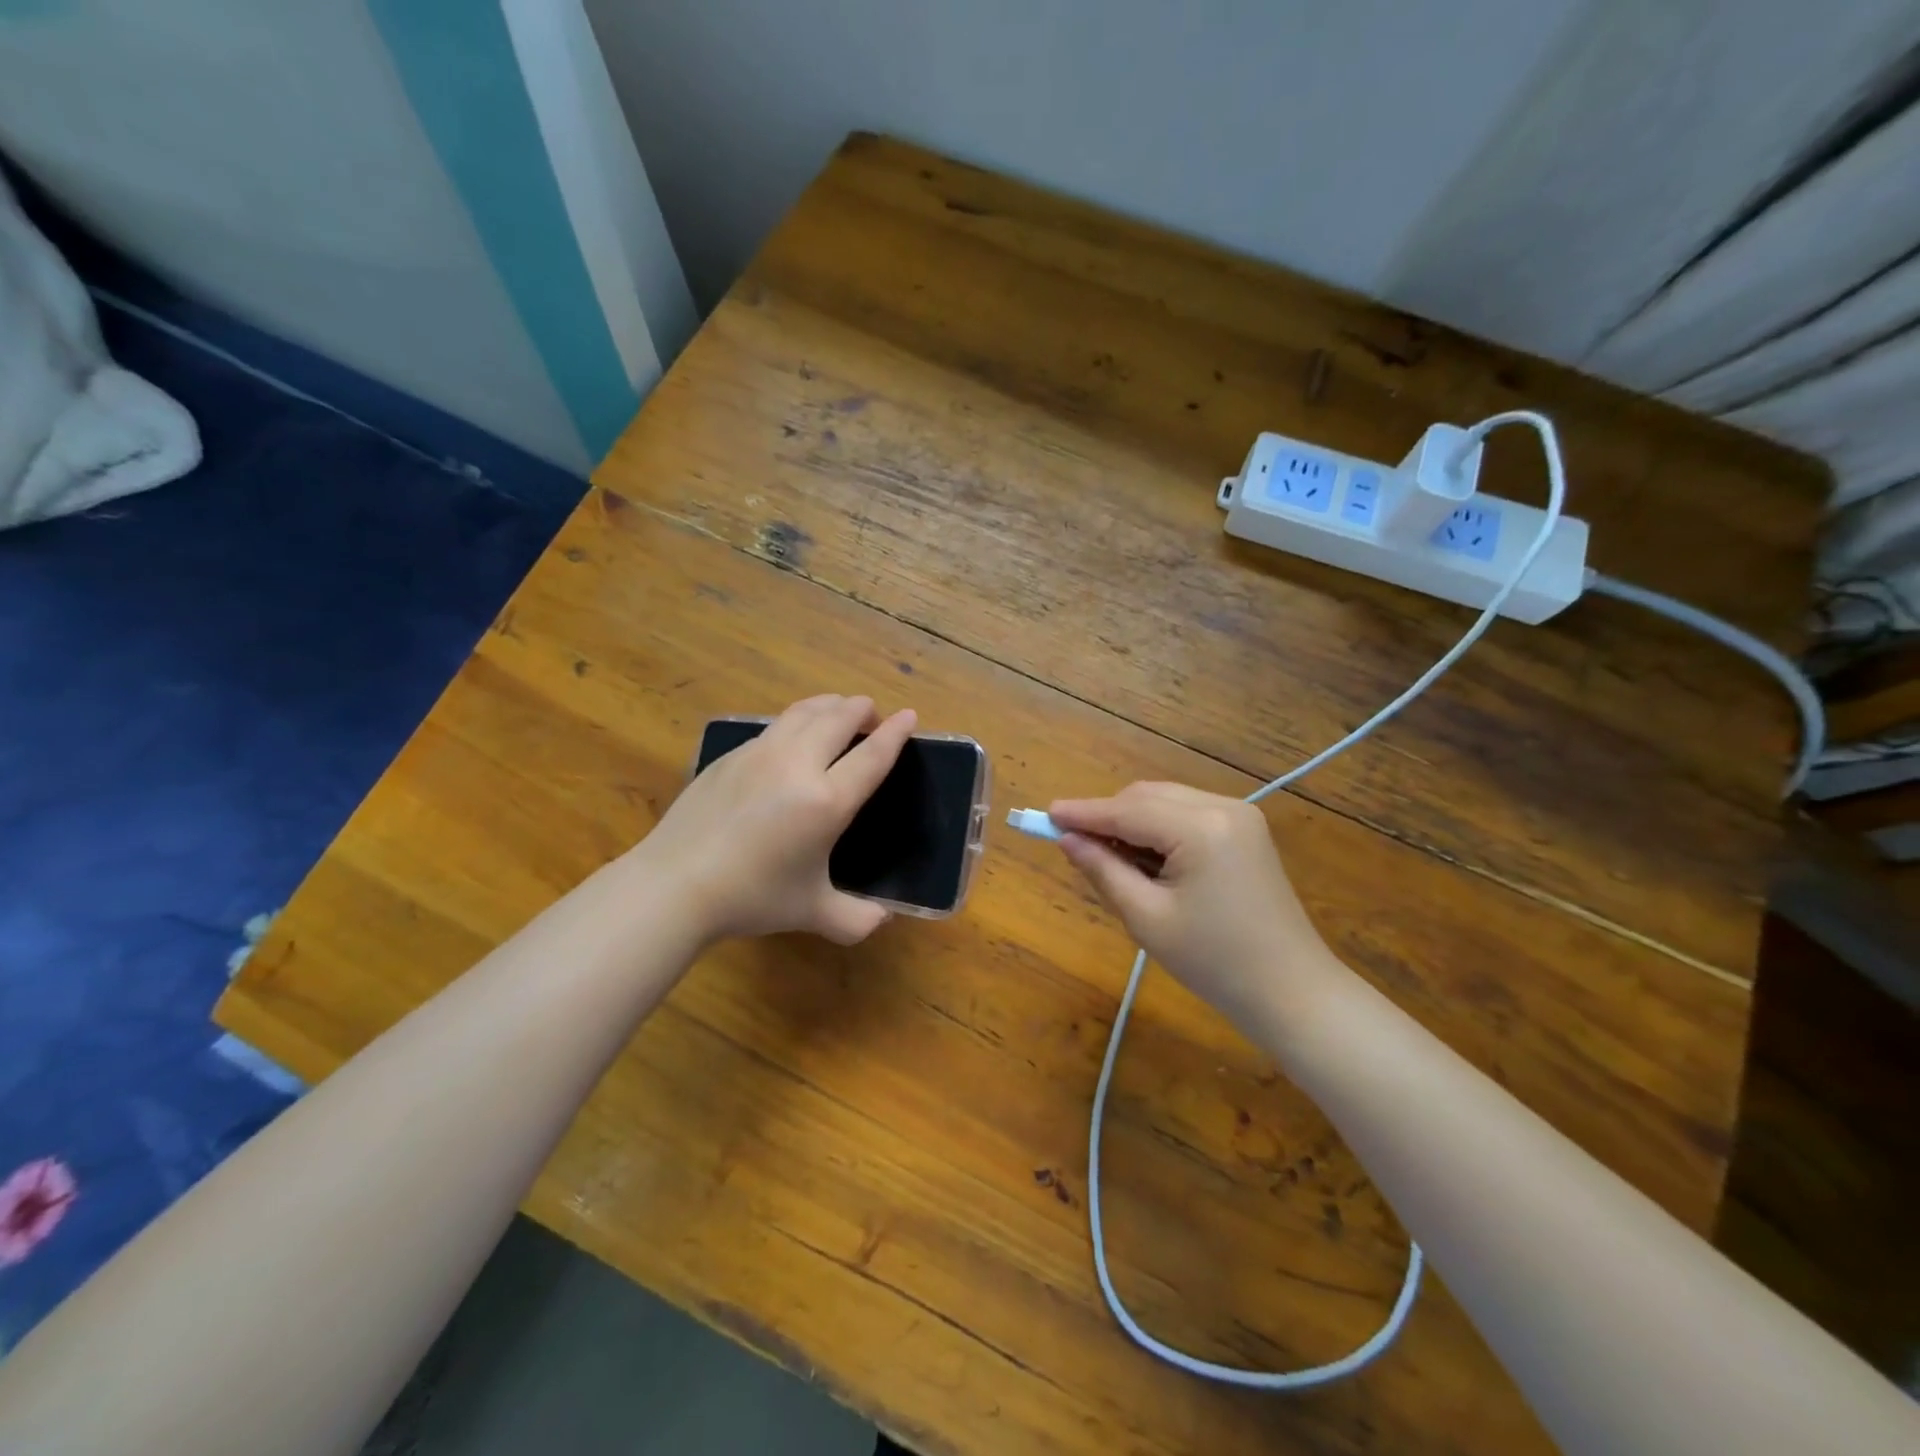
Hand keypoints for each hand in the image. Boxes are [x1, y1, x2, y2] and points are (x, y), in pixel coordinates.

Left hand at [642, 695, 916, 945]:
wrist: (675, 884)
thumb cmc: (752, 897)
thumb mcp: (812, 912)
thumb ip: (854, 918)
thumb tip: (882, 920)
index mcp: (826, 801)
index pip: (872, 755)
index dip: (895, 732)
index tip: (909, 715)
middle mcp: (797, 765)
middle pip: (838, 718)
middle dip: (862, 709)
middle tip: (872, 714)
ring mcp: (760, 754)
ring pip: (803, 711)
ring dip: (829, 705)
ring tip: (838, 710)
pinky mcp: (731, 755)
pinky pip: (774, 726)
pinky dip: (796, 721)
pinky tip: (791, 737)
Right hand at [1049, 783, 1342, 1031]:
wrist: (1291, 992)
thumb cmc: (1214, 963)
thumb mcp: (1147, 918)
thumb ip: (1103, 870)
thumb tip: (1067, 839)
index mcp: (1201, 828)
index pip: (1127, 811)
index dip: (1083, 813)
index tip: (1044, 815)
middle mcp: (1222, 807)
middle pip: (1146, 797)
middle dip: (1107, 816)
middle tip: (1073, 844)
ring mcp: (1239, 816)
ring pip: (1165, 802)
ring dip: (1131, 821)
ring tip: (1107, 856)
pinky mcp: (1245, 830)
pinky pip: (1186, 814)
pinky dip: (1158, 828)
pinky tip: (1144, 857)